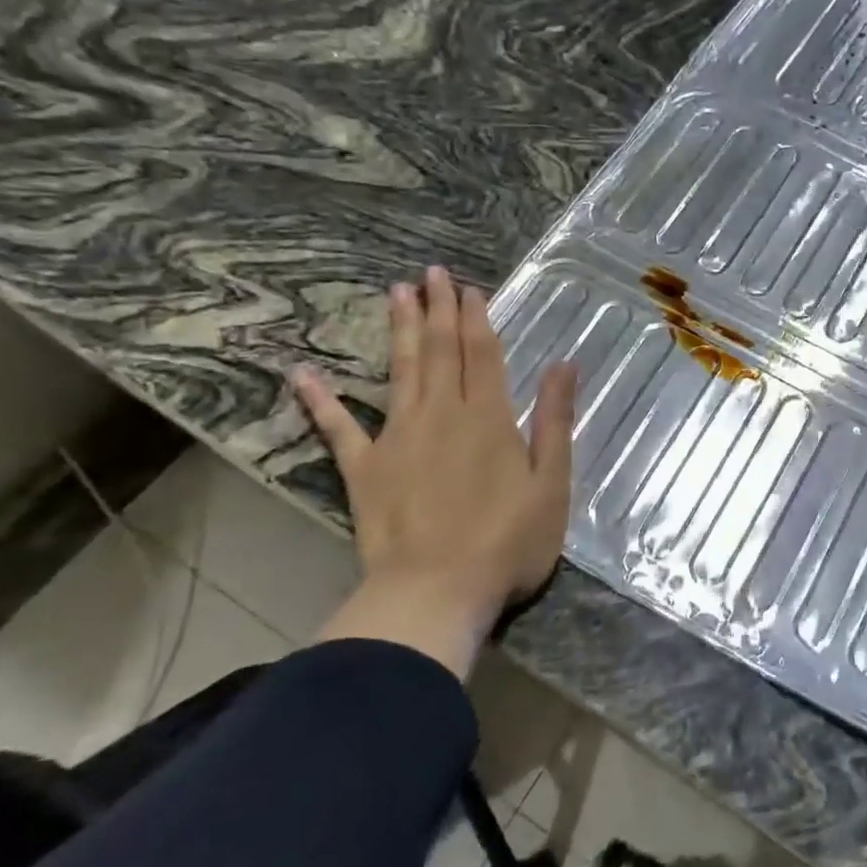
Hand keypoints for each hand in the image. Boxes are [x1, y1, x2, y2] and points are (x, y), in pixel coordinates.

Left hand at [293, 265, 576, 677]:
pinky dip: (320, 400)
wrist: (436, 592)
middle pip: (439, 350)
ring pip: (399, 371)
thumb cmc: (508, 542)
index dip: (476, 317)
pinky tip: (303, 374)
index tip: (468, 287)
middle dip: (437, 309)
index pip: (482, 353)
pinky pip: (339, 428)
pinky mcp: (364, 469)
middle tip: (430, 273)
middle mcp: (442, 414)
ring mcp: (398, 438)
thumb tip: (563, 365)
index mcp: (488, 417)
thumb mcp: (552, 483)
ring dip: (398, 330)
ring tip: (395, 293)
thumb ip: (554, 420)